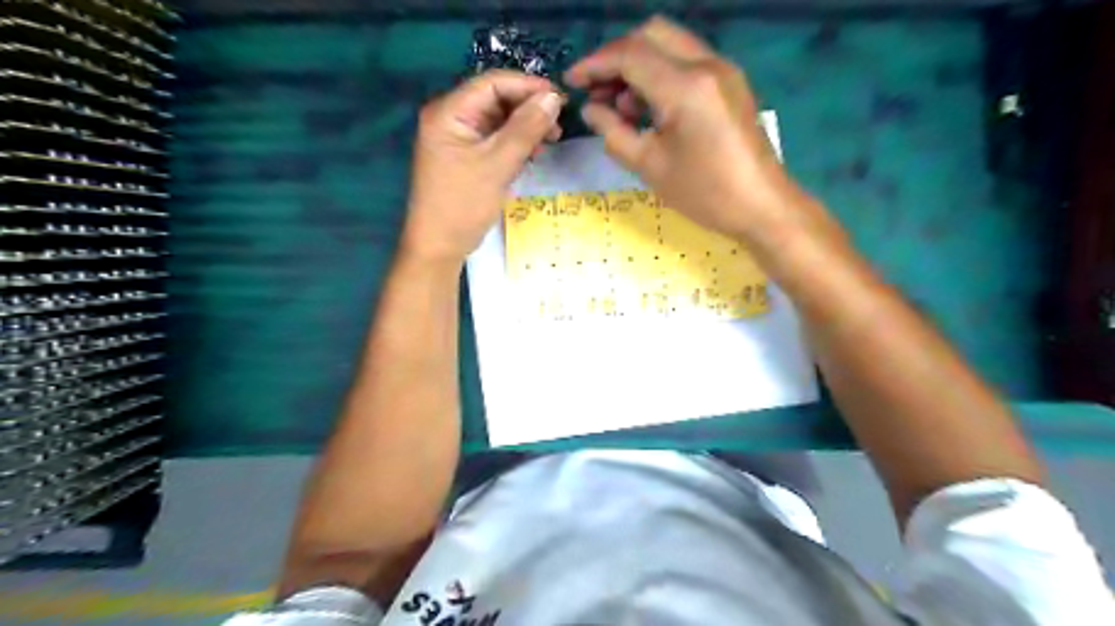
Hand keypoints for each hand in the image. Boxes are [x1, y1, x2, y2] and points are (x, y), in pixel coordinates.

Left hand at [402, 71, 567, 264]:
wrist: (439, 246)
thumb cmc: (464, 204)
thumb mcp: (498, 164)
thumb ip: (526, 129)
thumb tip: (552, 99)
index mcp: (449, 111)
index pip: (492, 83)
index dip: (528, 87)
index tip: (560, 100)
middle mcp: (450, 118)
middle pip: (496, 100)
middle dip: (529, 109)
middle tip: (558, 126)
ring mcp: (457, 139)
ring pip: (498, 121)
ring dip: (525, 127)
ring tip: (551, 141)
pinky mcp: (466, 157)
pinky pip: (495, 140)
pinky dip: (515, 143)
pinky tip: (534, 153)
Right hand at [566, 18, 810, 240]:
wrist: (762, 205)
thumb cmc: (704, 193)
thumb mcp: (650, 167)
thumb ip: (614, 133)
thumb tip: (591, 109)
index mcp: (685, 86)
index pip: (629, 54)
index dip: (595, 64)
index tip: (572, 82)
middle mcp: (706, 64)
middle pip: (650, 34)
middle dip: (616, 58)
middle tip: (597, 92)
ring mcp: (723, 70)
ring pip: (669, 44)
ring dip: (639, 65)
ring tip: (621, 108)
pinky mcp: (730, 82)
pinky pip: (687, 61)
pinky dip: (661, 74)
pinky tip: (650, 108)